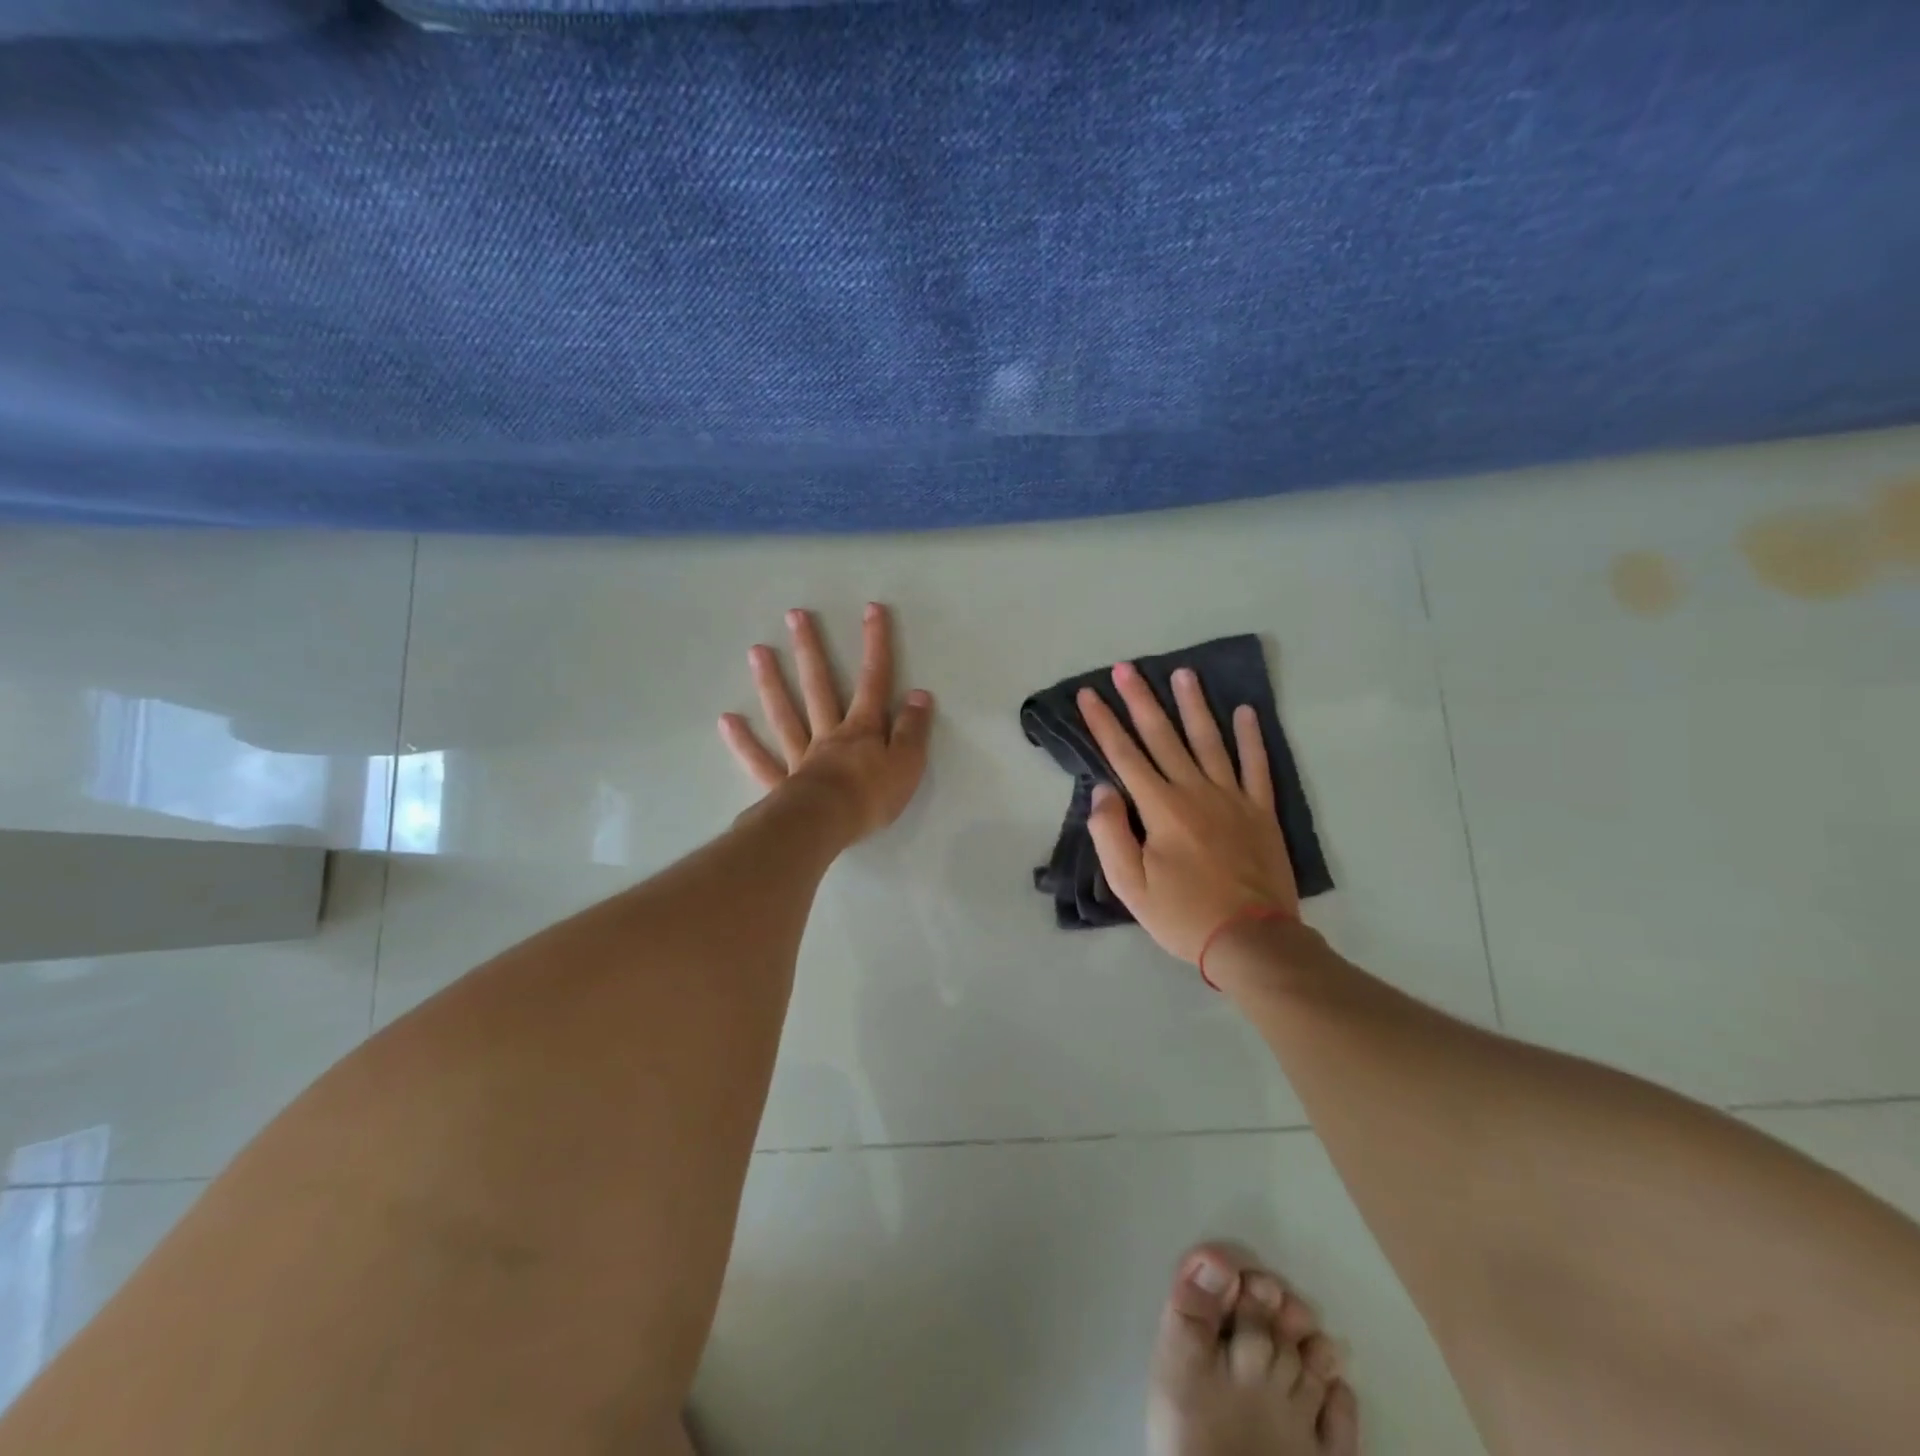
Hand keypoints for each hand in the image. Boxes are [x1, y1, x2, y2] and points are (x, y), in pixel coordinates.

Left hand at [719, 603, 934, 844]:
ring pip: (785, 714)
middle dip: (810, 650)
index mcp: (862, 729)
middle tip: (795, 616)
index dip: (876, 644)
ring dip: (772, 682)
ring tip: (757, 651)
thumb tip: (919, 695)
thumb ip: (913, 730)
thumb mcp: (907, 763)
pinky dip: (743, 742)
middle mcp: (828, 734)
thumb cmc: (871, 796)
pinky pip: (760, 760)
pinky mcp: (781, 784)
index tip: (872, 609)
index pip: (874, 681)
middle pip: (818, 686)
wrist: (826, 825)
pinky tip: (727, 721)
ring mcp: (800, 756)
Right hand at [1077, 662, 1298, 963]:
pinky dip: (1252, 738)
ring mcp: (1233, 798)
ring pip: (1210, 741)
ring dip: (1194, 705)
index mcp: (1161, 808)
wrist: (1251, 940)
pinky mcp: (1261, 811)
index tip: (1088, 694)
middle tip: (1126, 668)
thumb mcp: (1130, 885)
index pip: (1124, 756)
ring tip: (1184, 673)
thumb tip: (1104, 790)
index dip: (1103, 723)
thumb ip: (1111, 834)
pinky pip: (1257, 766)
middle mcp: (1195, 791)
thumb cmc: (1182, 914)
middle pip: (1163, 737)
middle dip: (1141, 700)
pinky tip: (1247, 712)